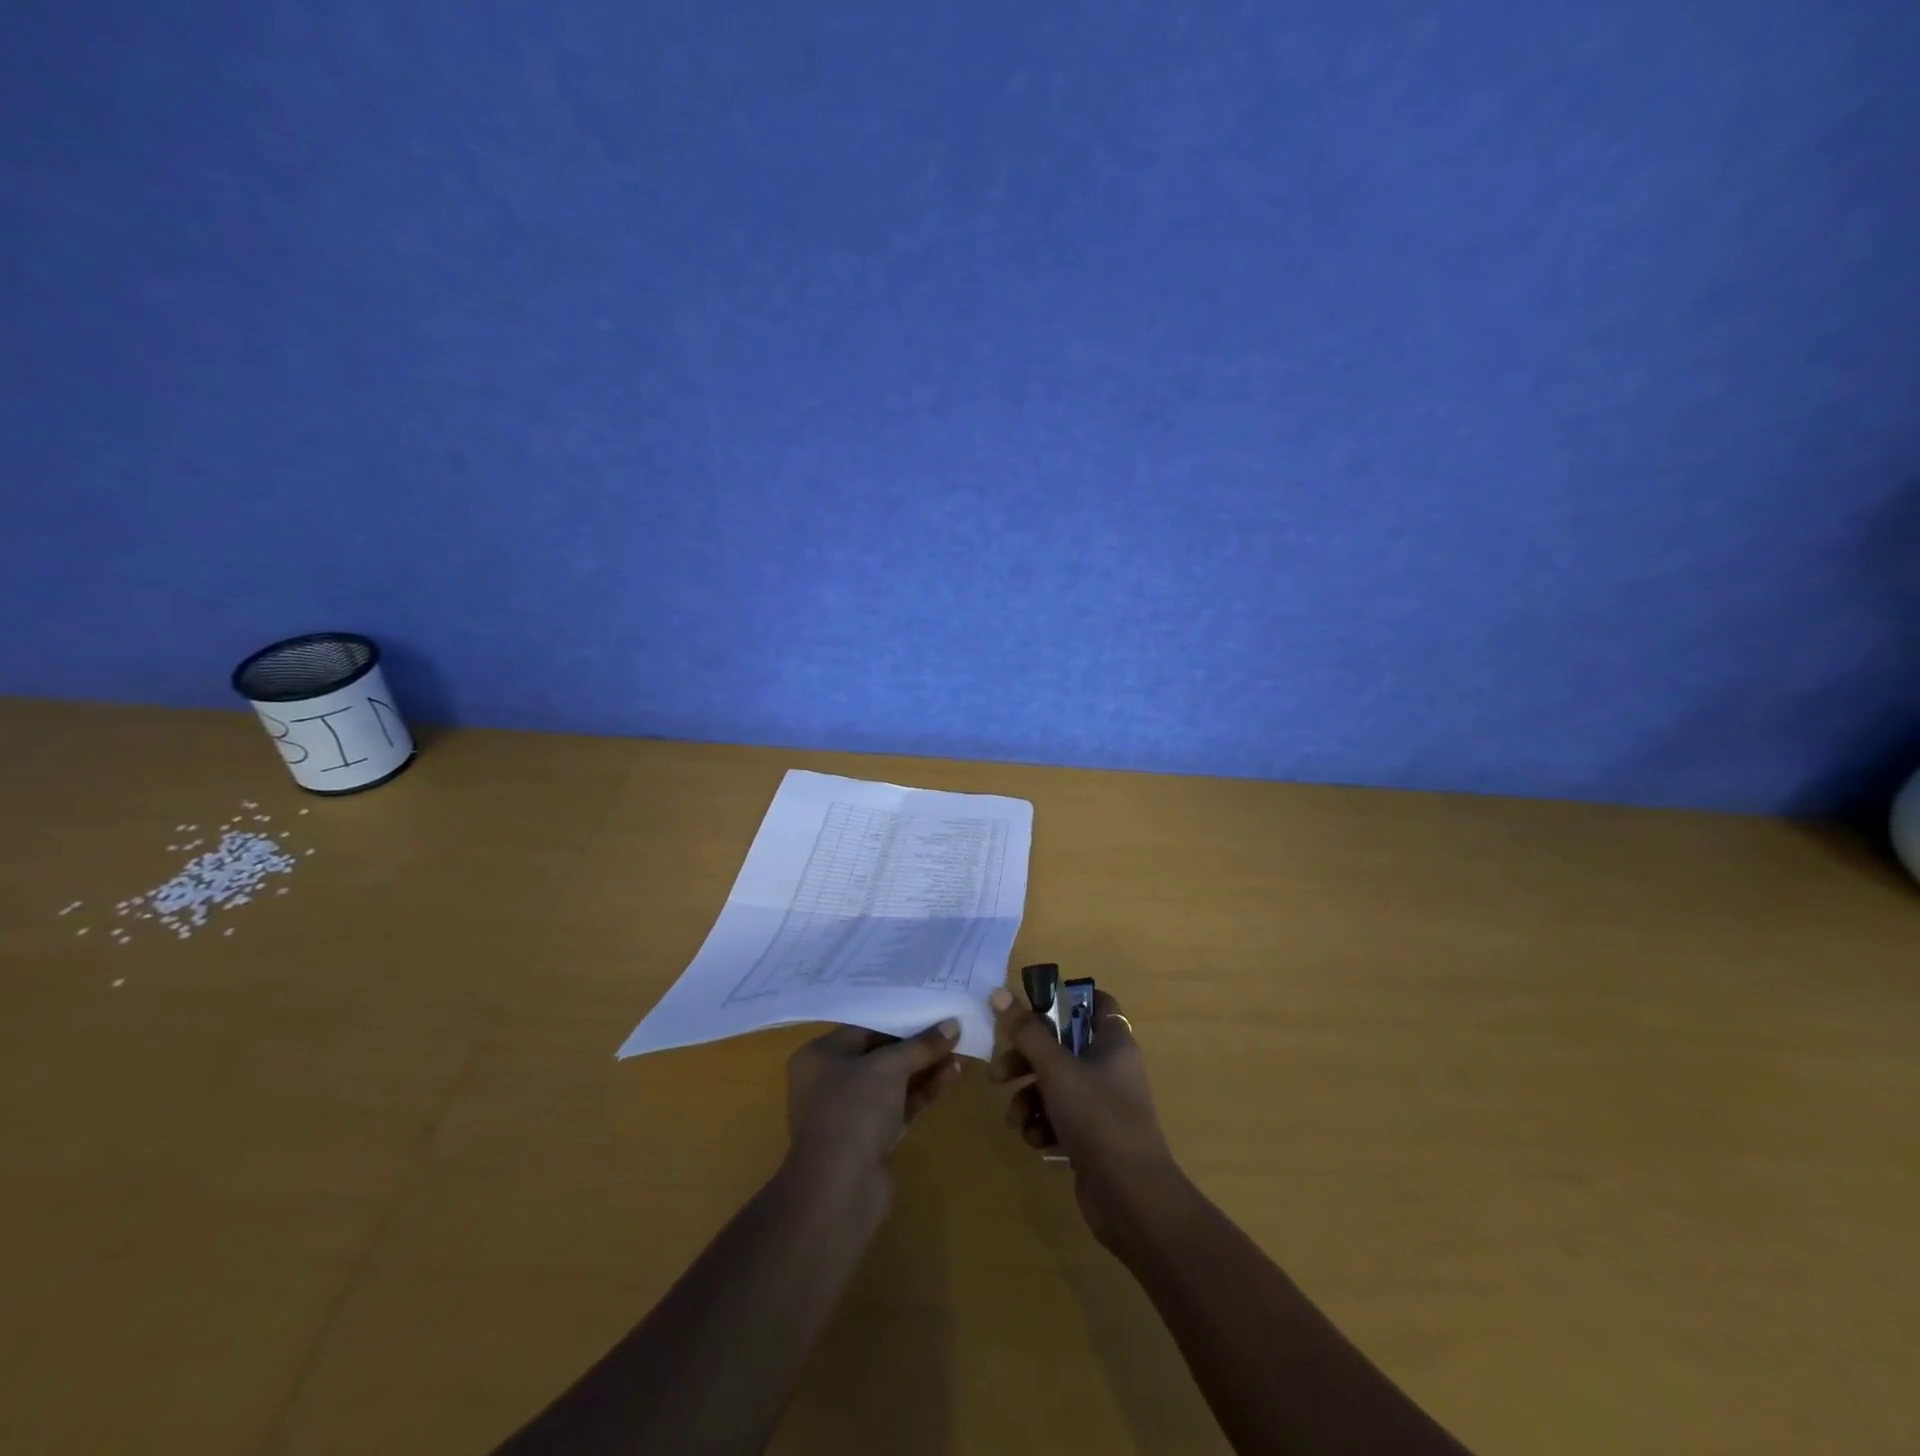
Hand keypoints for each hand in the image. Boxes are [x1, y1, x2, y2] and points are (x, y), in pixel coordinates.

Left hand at [785, 1021, 965, 1182]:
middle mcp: (830, 1082)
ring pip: (893, 1083)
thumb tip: (953, 1024)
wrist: (838, 1190)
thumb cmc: (853, 1110)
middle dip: (916, 1045)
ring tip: (960, 1050)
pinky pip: (900, 1106)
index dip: (899, 1019)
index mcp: (820, 1056)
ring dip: (925, 1068)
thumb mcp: (889, 1067)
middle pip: (880, 1055)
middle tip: (950, 1030)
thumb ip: (921, 1045)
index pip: (863, 1028)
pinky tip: (952, 1074)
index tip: (931, 1010)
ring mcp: (850, 1114)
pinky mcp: (871, 1140)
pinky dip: (923, 1091)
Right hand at [987, 986, 1177, 1248]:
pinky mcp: (1093, 1138)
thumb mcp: (1056, 1069)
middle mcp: (1110, 1068)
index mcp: (1113, 1042)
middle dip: (1026, 1060)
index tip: (1030, 1007)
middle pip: (1061, 1047)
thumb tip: (999, 992)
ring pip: (1055, 1086)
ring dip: (1028, 1098)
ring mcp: (1102, 1105)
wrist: (1131, 1197)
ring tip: (1015, 1119)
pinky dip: (1043, 1125)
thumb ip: (1026, 1031)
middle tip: (998, 1074)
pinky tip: (1034, 1140)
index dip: (1065, 999)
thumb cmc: (1098, 1117)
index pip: (1095, 1004)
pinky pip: (1060, 1118)